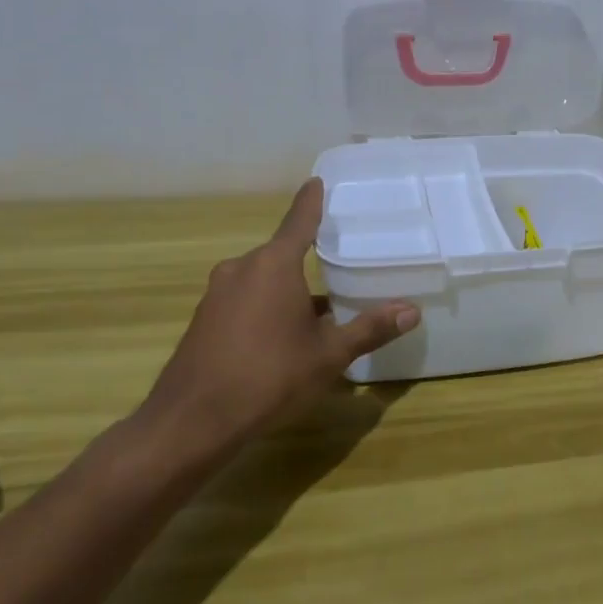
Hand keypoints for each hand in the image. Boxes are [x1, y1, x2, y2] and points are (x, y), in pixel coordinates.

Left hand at [131, 179, 418, 470]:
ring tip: (318, 310)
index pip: (299, 220)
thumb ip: (369, 329)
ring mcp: (217, 294)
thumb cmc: (268, 377)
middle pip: (282, 254)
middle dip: (308, 260)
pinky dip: (265, 307)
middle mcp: (242, 269)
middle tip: (338, 264)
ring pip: (263, 280)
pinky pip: (244, 300)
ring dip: (288, 290)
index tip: (317, 181)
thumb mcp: (328, 355)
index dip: (311, 201)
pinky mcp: (203, 320)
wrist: (191, 423)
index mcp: (274, 265)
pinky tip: (281, 338)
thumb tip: (412, 310)